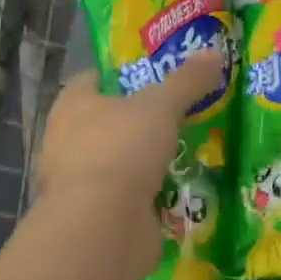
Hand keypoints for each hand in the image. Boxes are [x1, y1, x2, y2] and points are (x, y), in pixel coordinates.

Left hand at [33, 51, 225, 279]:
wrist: (104, 226)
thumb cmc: (123, 148)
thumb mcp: (162, 105)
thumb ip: (187, 80)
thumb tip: (215, 53)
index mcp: (71, 105)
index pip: (92, 80)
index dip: (119, 76)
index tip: (151, 76)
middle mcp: (65, 141)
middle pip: (104, 122)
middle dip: (135, 122)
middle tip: (174, 115)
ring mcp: (77, 183)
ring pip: (115, 162)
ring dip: (140, 162)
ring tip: (180, 154)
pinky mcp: (93, 218)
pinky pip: (124, 199)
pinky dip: (144, 197)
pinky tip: (174, 192)